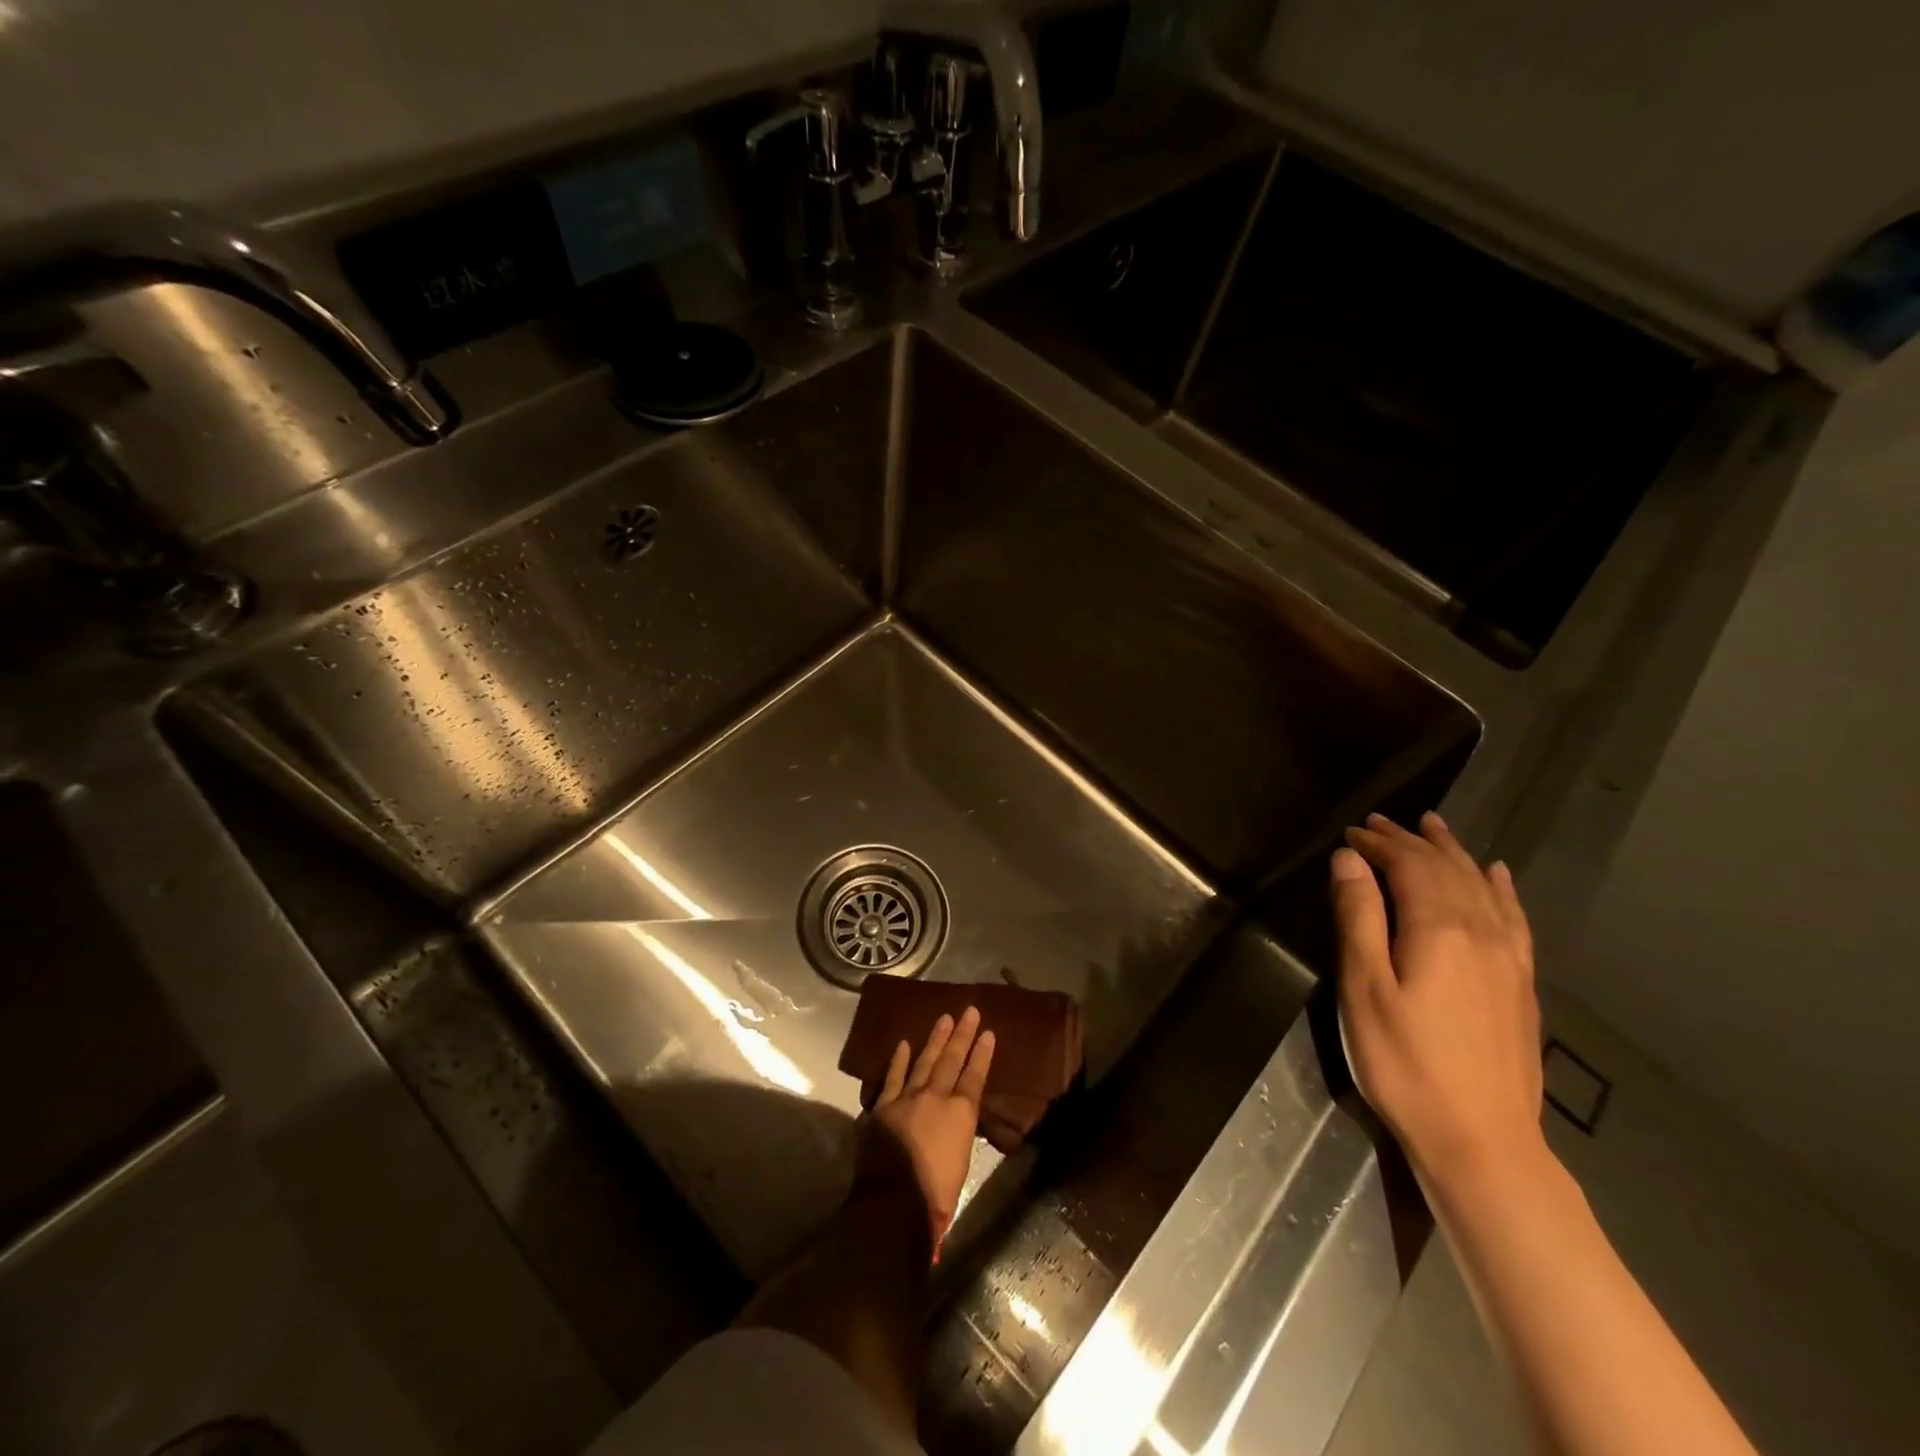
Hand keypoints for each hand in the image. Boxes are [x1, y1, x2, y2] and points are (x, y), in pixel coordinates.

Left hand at [859, 1007, 994, 1253]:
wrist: (895, 1200)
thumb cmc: (937, 1192)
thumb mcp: (962, 1161)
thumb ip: (958, 1133)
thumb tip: (955, 1121)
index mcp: (960, 1113)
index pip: (975, 1076)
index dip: (982, 1054)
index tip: (988, 1032)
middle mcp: (936, 1097)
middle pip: (951, 1060)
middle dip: (962, 1035)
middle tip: (969, 1011)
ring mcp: (907, 1098)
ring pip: (924, 1061)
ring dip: (935, 1039)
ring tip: (944, 1018)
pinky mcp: (883, 1106)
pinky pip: (893, 1078)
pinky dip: (898, 1060)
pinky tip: (903, 1044)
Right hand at [1332, 812, 1543, 1187]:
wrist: (1481, 1140)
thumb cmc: (1404, 1062)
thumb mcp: (1364, 988)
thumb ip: (1358, 917)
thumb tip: (1349, 859)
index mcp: (1437, 929)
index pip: (1410, 865)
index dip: (1380, 843)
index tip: (1352, 831)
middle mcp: (1479, 931)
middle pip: (1446, 868)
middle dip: (1411, 840)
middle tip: (1380, 822)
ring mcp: (1507, 958)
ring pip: (1481, 886)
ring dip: (1453, 852)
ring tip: (1434, 826)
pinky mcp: (1520, 983)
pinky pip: (1514, 918)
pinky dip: (1501, 888)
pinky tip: (1497, 874)